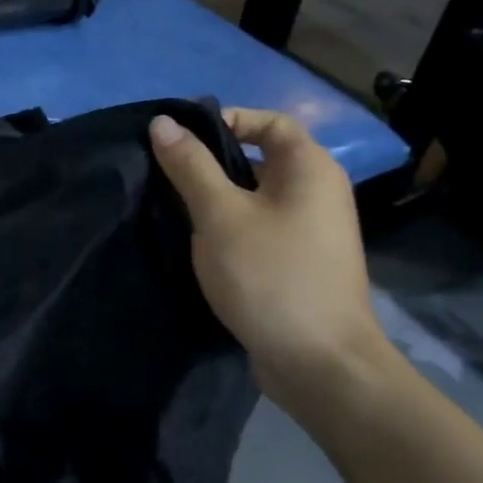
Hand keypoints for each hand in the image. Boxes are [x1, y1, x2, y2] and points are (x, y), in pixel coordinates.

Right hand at [149, 107, 390, 413]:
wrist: (319, 363)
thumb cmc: (270, 276)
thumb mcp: (220, 215)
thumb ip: (190, 166)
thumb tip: (163, 122)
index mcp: (310, 168)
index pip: (269, 121)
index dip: (226, 120)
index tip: (179, 139)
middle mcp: (318, 192)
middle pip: (261, 158)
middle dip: (212, 163)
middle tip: (166, 174)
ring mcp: (312, 231)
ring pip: (256, 197)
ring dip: (217, 198)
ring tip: (173, 208)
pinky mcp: (300, 263)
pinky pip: (260, 228)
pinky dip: (230, 228)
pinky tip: (199, 244)